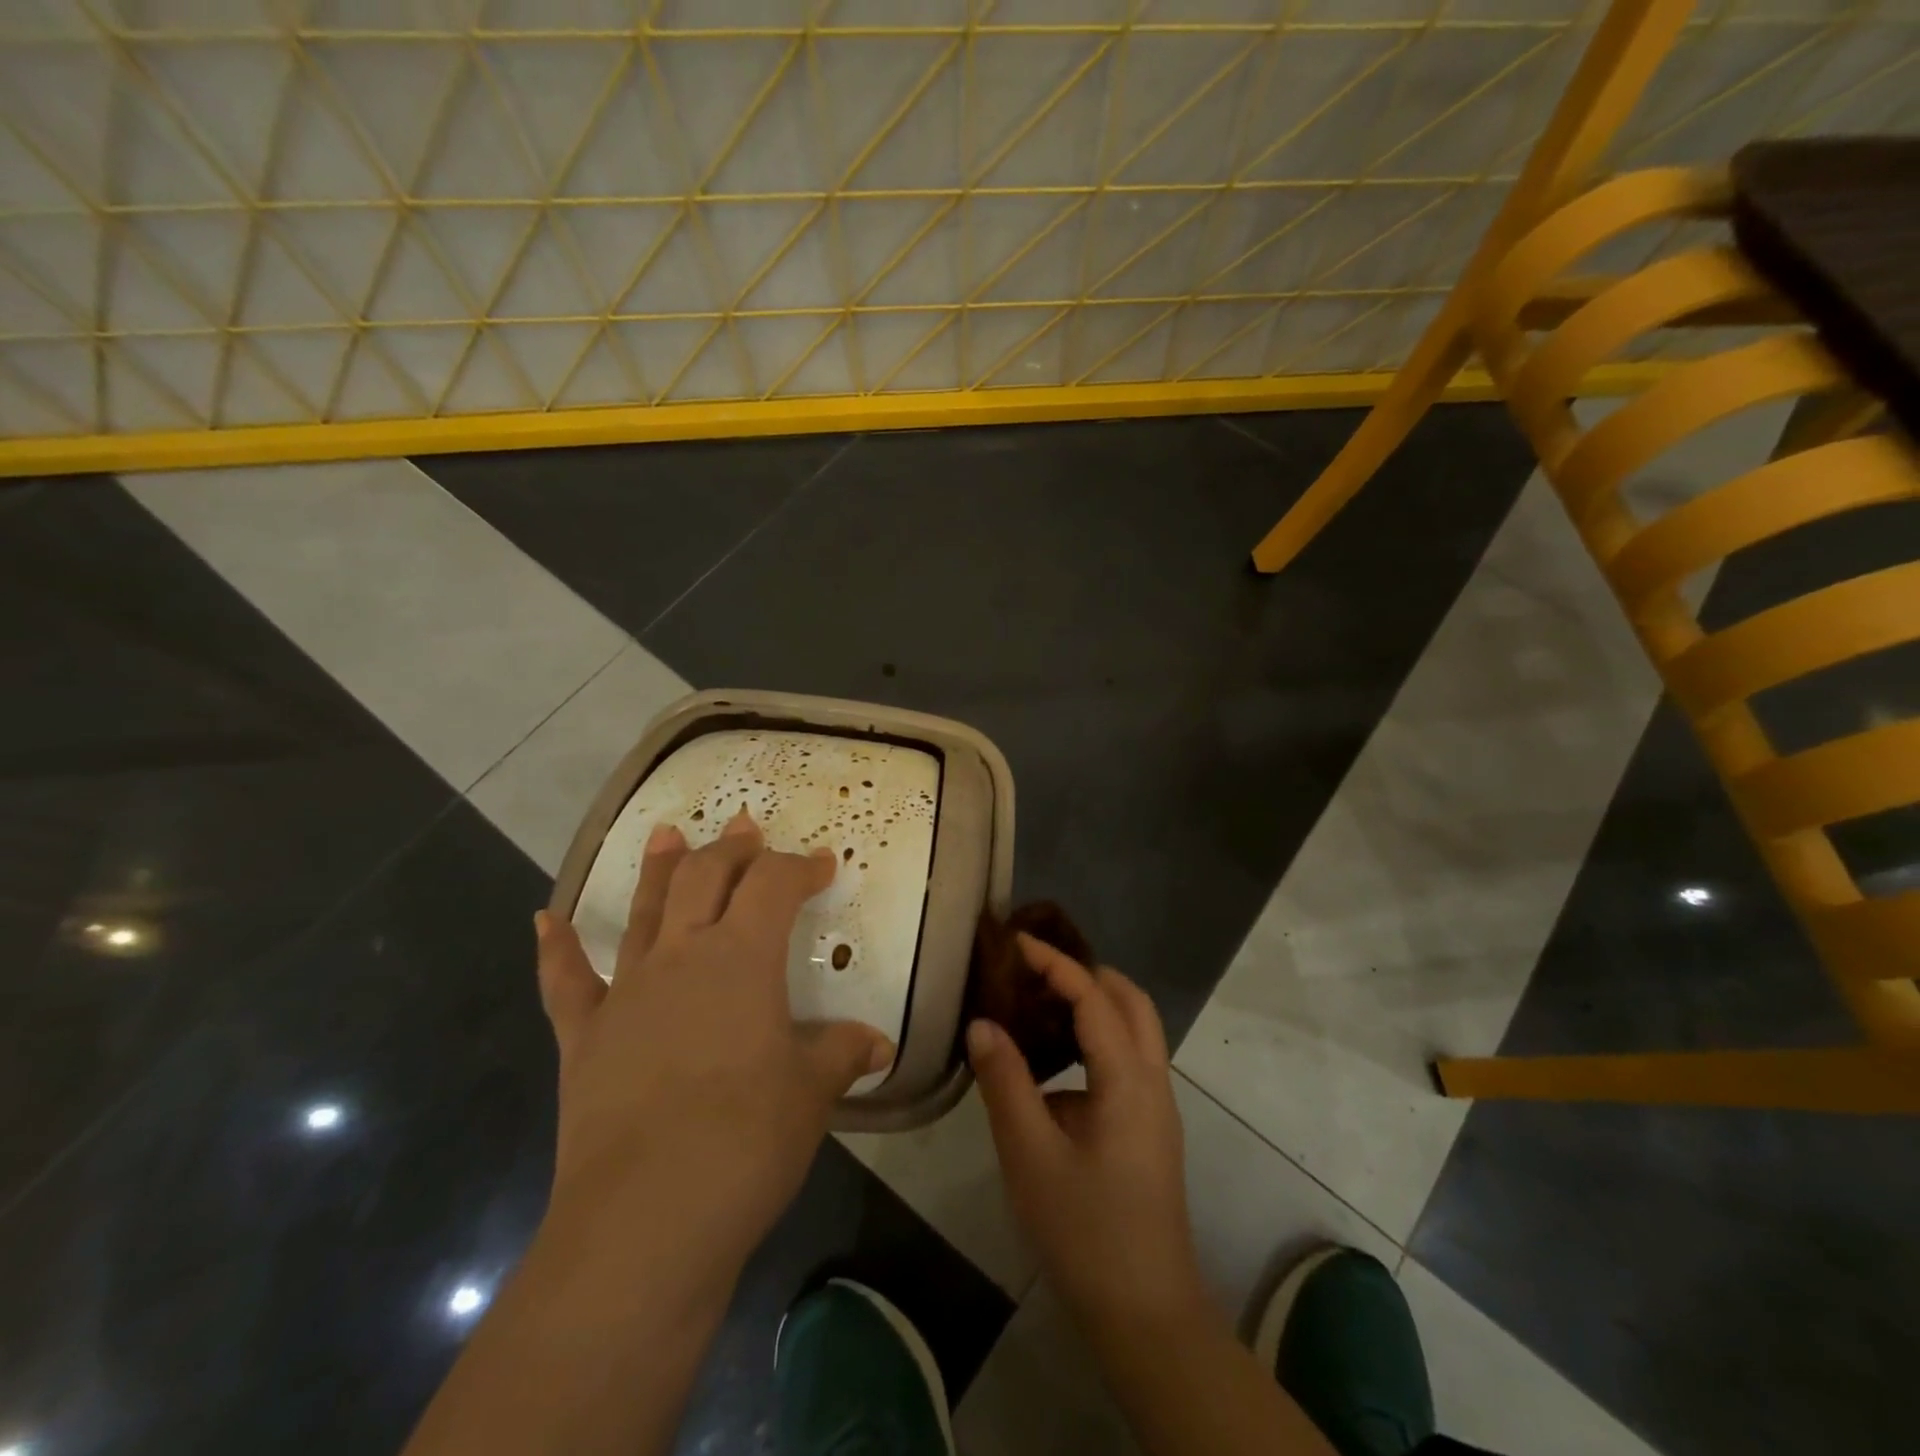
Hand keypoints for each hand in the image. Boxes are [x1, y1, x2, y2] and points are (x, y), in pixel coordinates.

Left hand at [533, 809, 892, 1270]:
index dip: (801, 868)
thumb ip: (841, 1055)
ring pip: (645, 911)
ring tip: (666, 832)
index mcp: (742, 958)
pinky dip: (555, 949)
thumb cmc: (747, 1142)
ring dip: (659, 868)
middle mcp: (683, 957)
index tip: (823, 864)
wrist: (645, 1220)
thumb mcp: (811, 1093)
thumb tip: (878, 1044)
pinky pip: (565, 982)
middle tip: (747, 829)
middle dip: (732, 849)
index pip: (775, 886)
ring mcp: (627, 992)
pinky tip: (543, 920)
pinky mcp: (585, 1036)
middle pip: (706, 878)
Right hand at [968, 935, 1209, 1331]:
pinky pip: (1127, 1061)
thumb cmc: (1085, 1232)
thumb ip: (1005, 1082)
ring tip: (1040, 1005)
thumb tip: (982, 1023)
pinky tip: (1053, 1068)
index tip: (1016, 943)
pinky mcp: (1150, 1130)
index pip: (1094, 997)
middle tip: (1034, 970)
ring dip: (1094, 1005)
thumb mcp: (1030, 1156)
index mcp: (1128, 1079)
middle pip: (1130, 1001)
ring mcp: (1157, 1107)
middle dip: (1086, 973)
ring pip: (1134, 1030)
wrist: (1146, 1316)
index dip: (1055, 963)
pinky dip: (1096, 1039)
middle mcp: (1152, 1082)